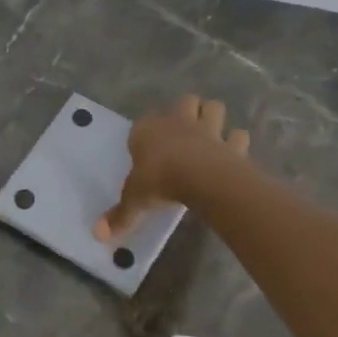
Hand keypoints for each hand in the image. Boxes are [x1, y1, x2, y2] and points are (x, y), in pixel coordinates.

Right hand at [95, 95, 250, 242]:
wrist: (200, 177)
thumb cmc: (158, 181)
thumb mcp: (134, 200)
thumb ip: (120, 216)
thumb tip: (98, 235)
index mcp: (148, 131)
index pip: (142, 123)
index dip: (144, 133)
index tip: (144, 148)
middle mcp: (178, 122)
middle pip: (184, 102)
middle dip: (186, 110)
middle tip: (183, 130)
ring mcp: (208, 130)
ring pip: (213, 107)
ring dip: (213, 116)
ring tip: (210, 133)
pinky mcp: (231, 144)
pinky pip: (238, 136)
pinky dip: (237, 142)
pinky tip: (233, 152)